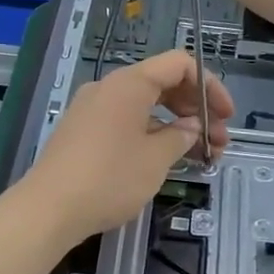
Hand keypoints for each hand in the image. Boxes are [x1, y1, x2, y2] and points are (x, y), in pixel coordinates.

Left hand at [23, 49, 232, 242]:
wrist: (48, 209)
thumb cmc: (109, 178)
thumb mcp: (155, 159)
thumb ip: (180, 137)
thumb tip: (190, 128)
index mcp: (130, 83)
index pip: (180, 64)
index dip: (209, 85)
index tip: (226, 116)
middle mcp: (110, 87)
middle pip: (164, 83)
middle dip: (196, 109)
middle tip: (219, 141)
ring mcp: (93, 108)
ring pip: (145, 105)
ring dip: (176, 125)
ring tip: (202, 155)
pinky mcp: (83, 130)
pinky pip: (126, 120)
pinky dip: (151, 133)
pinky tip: (167, 158)